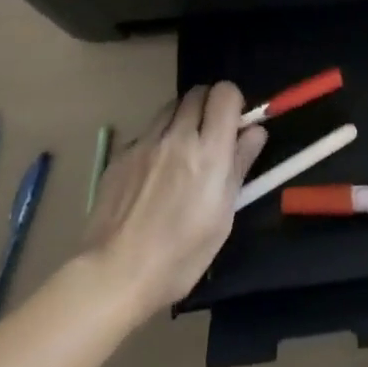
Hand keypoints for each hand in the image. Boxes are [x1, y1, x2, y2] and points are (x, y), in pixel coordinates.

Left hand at [81, 84, 267, 317]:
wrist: (112, 274)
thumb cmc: (179, 255)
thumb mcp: (222, 216)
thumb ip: (240, 166)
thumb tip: (255, 132)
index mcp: (208, 151)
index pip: (225, 92)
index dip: (233, 103)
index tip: (234, 126)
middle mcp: (177, 135)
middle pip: (197, 92)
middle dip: (208, 106)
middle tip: (209, 136)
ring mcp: (145, 142)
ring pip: (170, 107)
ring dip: (182, 119)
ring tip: (181, 152)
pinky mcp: (120, 154)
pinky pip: (146, 132)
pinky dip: (156, 141)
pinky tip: (152, 175)